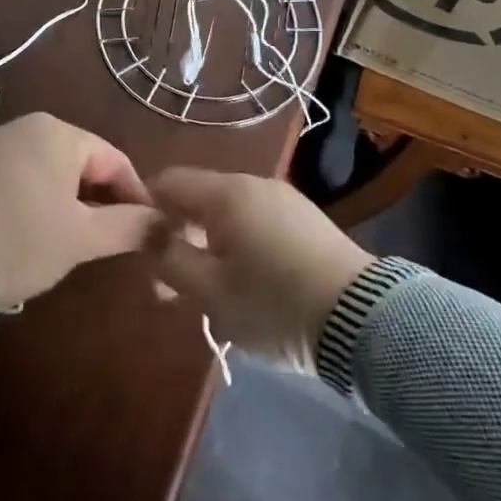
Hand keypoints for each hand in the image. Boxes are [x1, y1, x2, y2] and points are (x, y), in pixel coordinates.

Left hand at [0, 113, 157, 309]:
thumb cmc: (19, 238)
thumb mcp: (80, 238)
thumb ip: (129, 227)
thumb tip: (165, 224)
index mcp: (59, 133)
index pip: (116, 161)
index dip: (138, 198)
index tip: (149, 234)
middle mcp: (29, 128)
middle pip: (85, 165)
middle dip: (103, 204)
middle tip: (113, 245)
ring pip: (54, 176)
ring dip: (72, 208)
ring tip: (78, 246)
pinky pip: (25, 181)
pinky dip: (41, 205)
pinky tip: (38, 237)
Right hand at [146, 168, 374, 372]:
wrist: (362, 319)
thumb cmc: (273, 303)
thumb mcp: (210, 290)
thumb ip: (169, 258)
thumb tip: (145, 232)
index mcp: (226, 193)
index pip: (169, 181)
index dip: (145, 207)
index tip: (138, 246)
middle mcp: (254, 184)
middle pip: (199, 198)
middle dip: (177, 235)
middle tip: (169, 286)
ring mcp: (284, 200)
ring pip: (228, 214)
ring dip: (207, 245)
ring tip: (206, 293)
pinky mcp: (306, 221)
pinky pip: (256, 223)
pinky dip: (237, 245)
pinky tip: (243, 283)